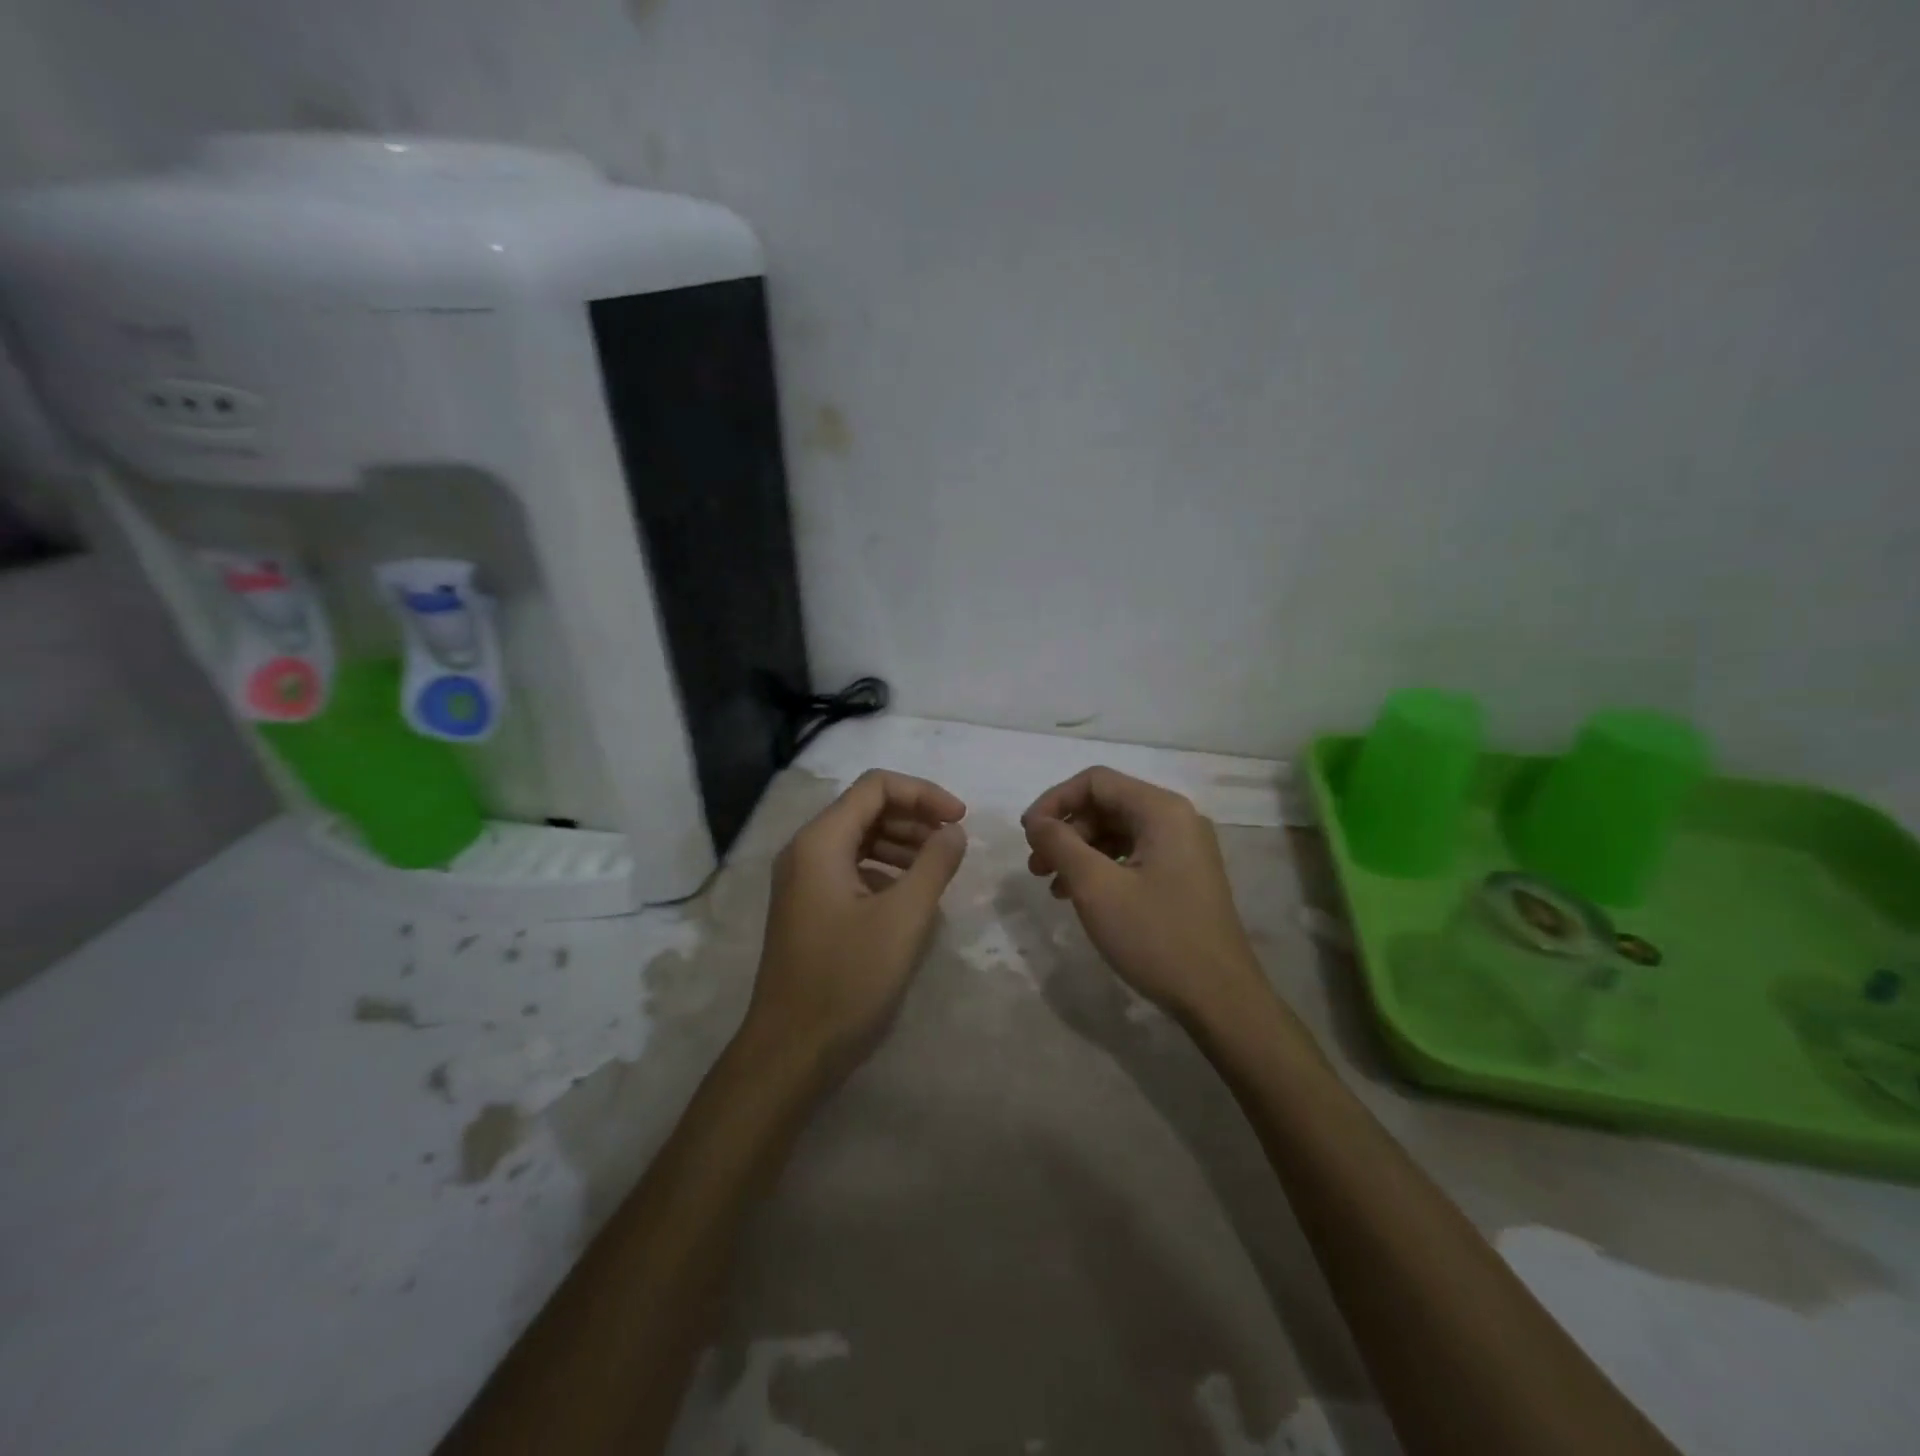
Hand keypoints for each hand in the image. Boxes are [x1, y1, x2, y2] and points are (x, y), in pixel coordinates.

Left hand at [743, 770, 968, 1083]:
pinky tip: (909, 895)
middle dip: (914, 817)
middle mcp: (805, 850)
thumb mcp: (903, 919)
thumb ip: (934, 864)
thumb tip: (953, 830)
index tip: (961, 819)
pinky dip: (884, 869)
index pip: (876, 786)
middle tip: (953, 844)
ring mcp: (803, 880)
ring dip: (902, 843)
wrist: (791, 1051)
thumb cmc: (848, 979)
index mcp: (820, 842)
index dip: (923, 793)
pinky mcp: (808, 907)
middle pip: (866, 808)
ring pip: (859, 838)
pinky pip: (851, 868)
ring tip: (938, 867)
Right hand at [1022, 766, 1267, 1024]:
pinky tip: (1081, 896)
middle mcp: (1177, 819)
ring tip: (1052, 885)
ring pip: (1118, 832)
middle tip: (1036, 866)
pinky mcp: (1184, 876)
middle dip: (1065, 830)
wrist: (1220, 999)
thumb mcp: (1096, 888)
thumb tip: (1037, 821)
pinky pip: (1134, 855)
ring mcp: (1184, 849)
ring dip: (1080, 851)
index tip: (1027, 834)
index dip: (1054, 801)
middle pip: (1107, 805)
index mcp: (1162, 810)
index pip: (1095, 781)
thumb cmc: (1155, 937)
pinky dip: (1102, 868)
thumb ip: (1060, 844)